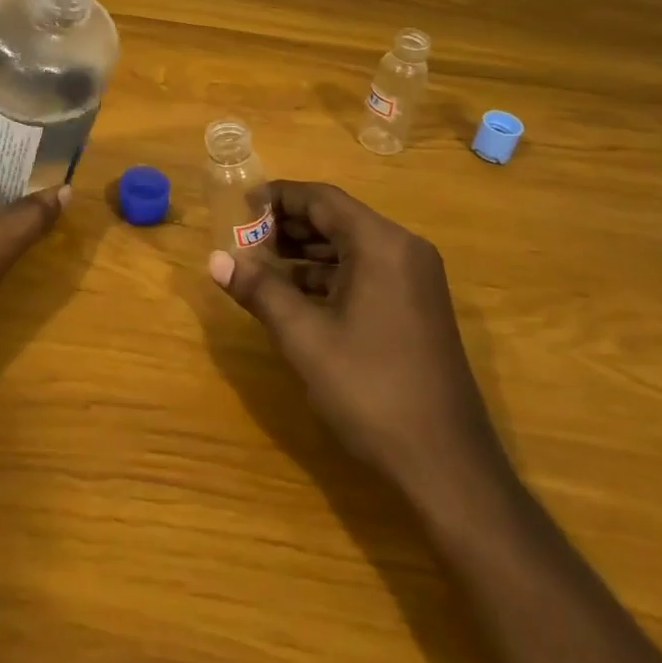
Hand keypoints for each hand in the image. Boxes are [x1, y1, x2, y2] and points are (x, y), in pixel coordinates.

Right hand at [208, 180, 506, 493]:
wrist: (446, 464)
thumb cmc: (370, 390)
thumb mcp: (304, 338)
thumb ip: (260, 290)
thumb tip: (215, 259)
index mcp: (381, 244)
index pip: (322, 199)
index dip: (277, 197)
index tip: (239, 206)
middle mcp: (403, 250)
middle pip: (338, 219)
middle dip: (288, 225)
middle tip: (243, 237)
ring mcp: (415, 280)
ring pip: (351, 247)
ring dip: (306, 252)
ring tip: (259, 264)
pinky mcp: (417, 307)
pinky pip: (366, 272)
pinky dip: (329, 276)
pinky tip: (295, 295)